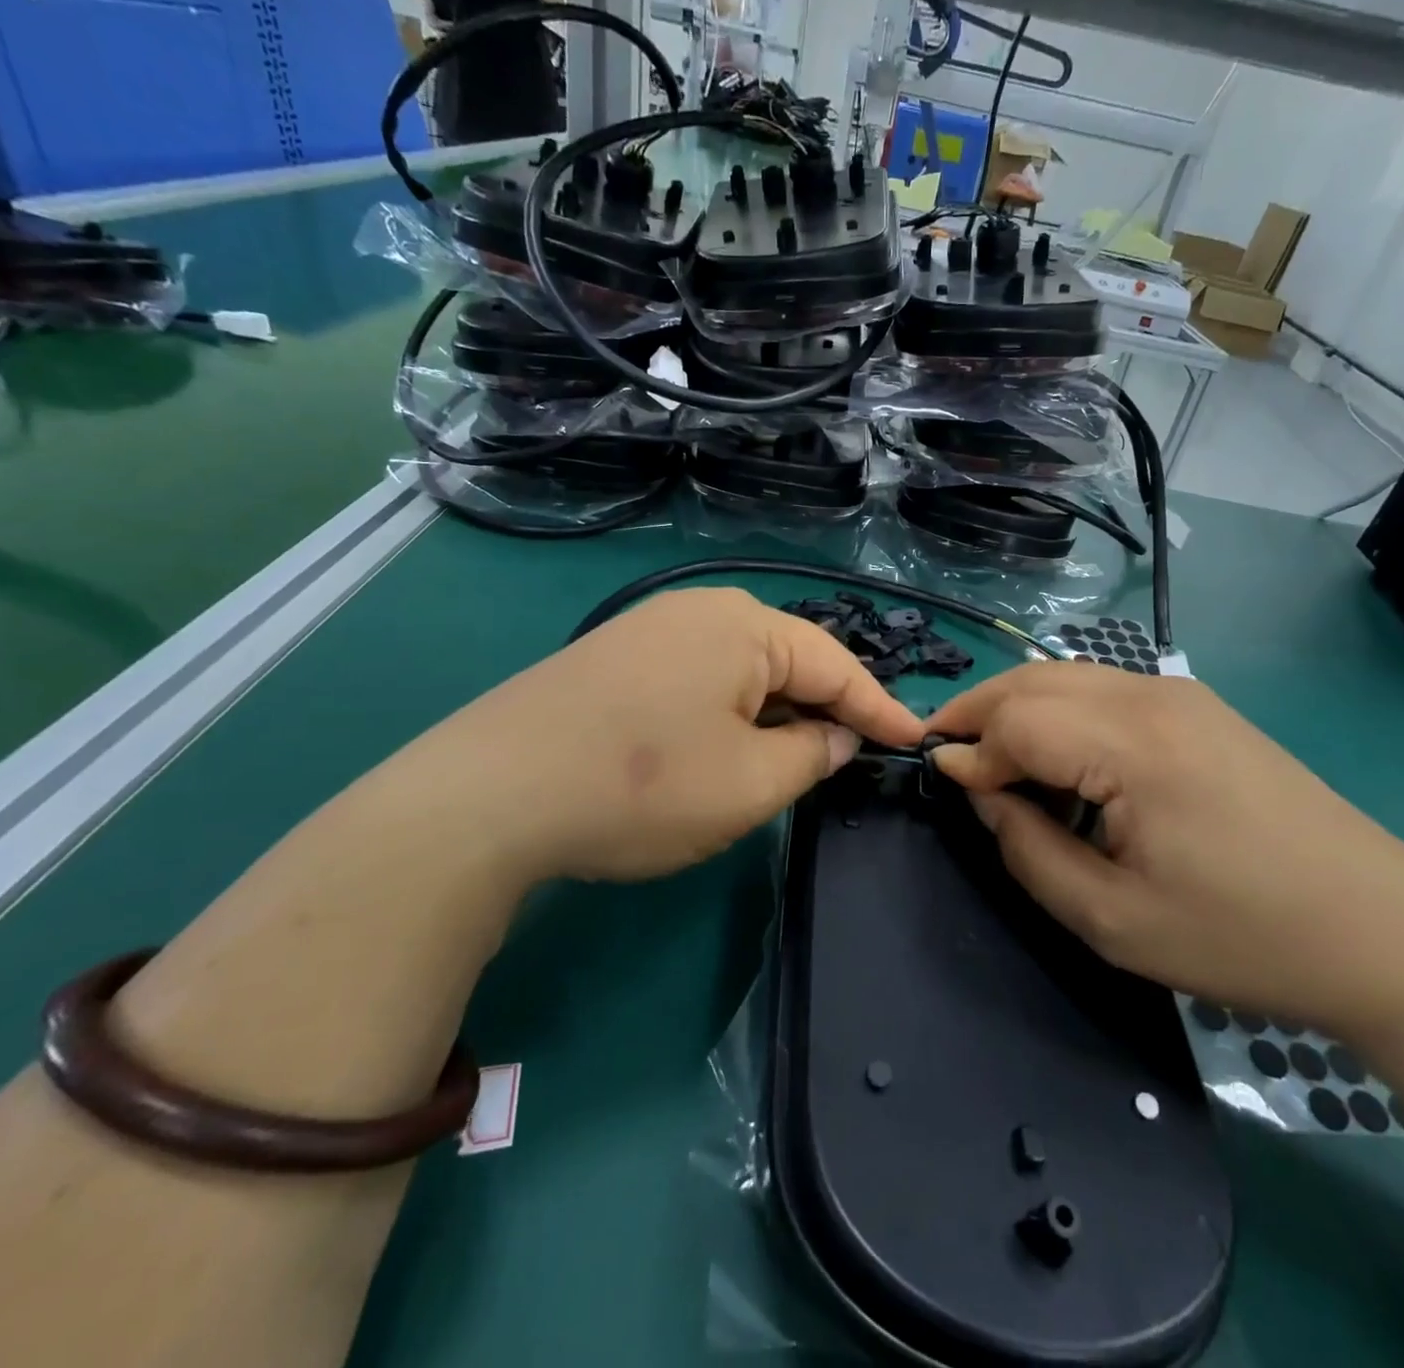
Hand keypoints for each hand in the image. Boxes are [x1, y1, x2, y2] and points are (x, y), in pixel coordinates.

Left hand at [414, 588, 924, 882]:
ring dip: (775, 712)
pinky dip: (728, 712)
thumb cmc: (642, 785)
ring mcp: (650, 630)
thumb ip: (812, 755)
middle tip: (855, 751)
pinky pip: (698, 678)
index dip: (879, 709)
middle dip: (825, 707)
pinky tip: (724, 745)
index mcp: (744, 626)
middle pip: (788, 660)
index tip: (914, 740)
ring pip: (741, 670)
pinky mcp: (615, 658)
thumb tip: (838, 735)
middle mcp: (700, 611)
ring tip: (796, 755)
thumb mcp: (749, 783)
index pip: (836, 665)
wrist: (489, 794)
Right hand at [927, 664, 1403, 1037]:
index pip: (1016, 719)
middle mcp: (1152, 697)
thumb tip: (982, 794)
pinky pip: (1103, 689)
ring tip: (991, 755)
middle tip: (950, 758)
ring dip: (1016, 706)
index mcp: (1132, 745)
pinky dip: (1059, 709)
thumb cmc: (1242, 936)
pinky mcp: (1200, 708)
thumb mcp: (1112, 920)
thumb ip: (1028, 850)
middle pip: (1034, 680)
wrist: (1386, 933)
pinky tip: (1057, 754)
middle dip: (978, 712)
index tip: (945, 786)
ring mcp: (1182, 695)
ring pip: (1067, 675)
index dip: (969, 750)